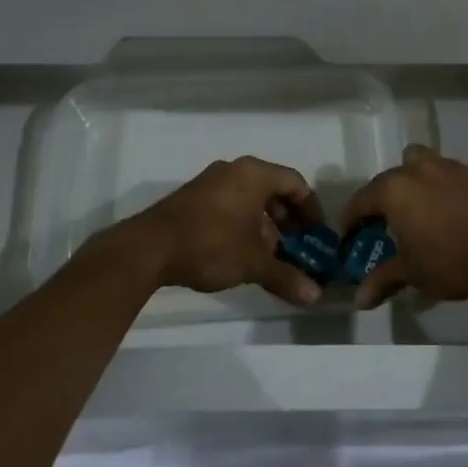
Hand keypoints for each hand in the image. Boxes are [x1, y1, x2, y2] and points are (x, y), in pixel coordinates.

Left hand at [106, 156, 327, 306]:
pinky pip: (230, 204)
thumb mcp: (253, 263)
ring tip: (272, 256)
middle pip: (273, 189)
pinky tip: (242, 253)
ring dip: (266, 225)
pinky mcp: (193, 198)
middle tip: (298, 246)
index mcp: (254, 174)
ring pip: (250, 198)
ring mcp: (210, 182)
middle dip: (289, 220)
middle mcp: (234, 170)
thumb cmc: (211, 244)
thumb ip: (286, 276)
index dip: (311, 209)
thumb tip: (315, 296)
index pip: (295, 183)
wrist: (148, 248)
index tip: (318, 234)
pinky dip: (244, 224)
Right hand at [339, 145, 467, 309]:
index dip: (352, 216)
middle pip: (396, 171)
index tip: (348, 232)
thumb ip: (384, 280)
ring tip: (429, 209)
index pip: (363, 199)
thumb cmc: (451, 261)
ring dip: (423, 182)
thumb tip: (360, 300)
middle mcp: (422, 169)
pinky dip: (458, 189)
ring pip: (430, 164)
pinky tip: (465, 210)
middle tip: (392, 218)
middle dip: (390, 191)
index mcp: (396, 189)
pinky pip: (463, 176)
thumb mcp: (413, 273)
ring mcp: (456, 167)